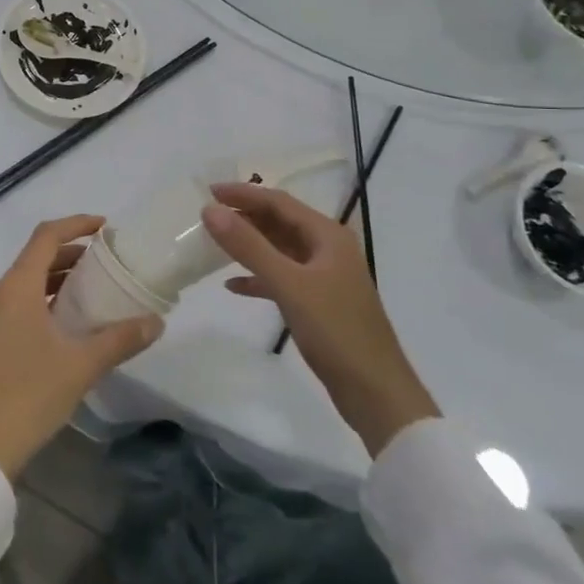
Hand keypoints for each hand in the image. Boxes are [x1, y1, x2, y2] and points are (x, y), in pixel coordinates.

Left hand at [0, 216, 164, 481]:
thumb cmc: (29, 396)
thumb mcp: (81, 366)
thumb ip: (120, 339)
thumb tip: (156, 322)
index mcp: (16, 288)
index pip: (46, 236)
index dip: (76, 224)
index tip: (105, 227)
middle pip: (35, 259)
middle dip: (70, 255)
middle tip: (104, 264)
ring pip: (24, 285)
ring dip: (55, 282)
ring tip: (89, 294)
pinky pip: (14, 307)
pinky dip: (40, 303)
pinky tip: (62, 329)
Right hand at [204, 184, 438, 457]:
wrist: (376, 393)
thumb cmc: (335, 331)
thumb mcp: (288, 284)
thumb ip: (248, 246)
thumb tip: (210, 210)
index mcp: (328, 236)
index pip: (279, 202)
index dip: (243, 194)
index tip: (208, 191)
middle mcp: (328, 249)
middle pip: (280, 222)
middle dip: (245, 217)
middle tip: (207, 215)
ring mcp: (325, 277)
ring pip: (280, 249)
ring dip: (249, 245)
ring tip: (214, 243)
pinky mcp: (319, 303)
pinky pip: (282, 278)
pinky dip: (258, 277)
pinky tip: (233, 286)